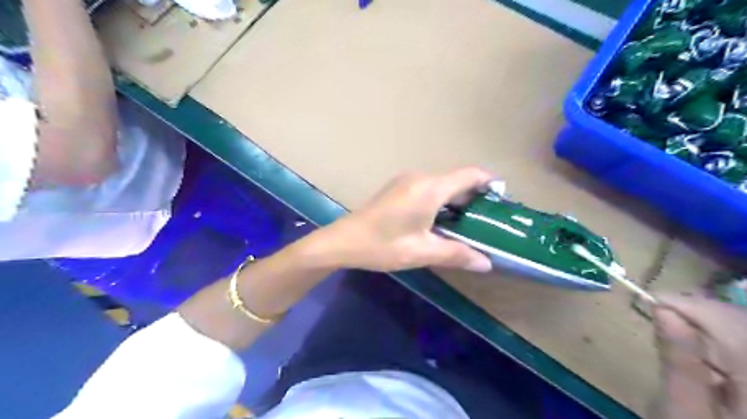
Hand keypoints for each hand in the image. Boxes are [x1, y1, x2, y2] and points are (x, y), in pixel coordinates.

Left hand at [318, 169, 494, 273]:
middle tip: (487, 221)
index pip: (469, 174)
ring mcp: (406, 181)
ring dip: (456, 201)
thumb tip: (486, 263)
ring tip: (467, 225)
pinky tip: (441, 222)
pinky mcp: (397, 188)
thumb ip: (456, 254)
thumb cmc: (382, 245)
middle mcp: (420, 177)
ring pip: (442, 185)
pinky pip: (428, 189)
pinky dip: (441, 201)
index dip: (489, 182)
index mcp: (430, 188)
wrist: (342, 241)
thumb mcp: (422, 252)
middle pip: (456, 180)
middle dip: (474, 197)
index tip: (502, 199)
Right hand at [653, 295, 746, 418]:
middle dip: (706, 313)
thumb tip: (663, 310)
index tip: (653, 302)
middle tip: (663, 313)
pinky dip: (732, 341)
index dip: (694, 307)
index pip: (735, 327)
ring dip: (719, 324)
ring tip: (682, 327)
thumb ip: (677, 361)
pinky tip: (710, 350)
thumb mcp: (680, 414)